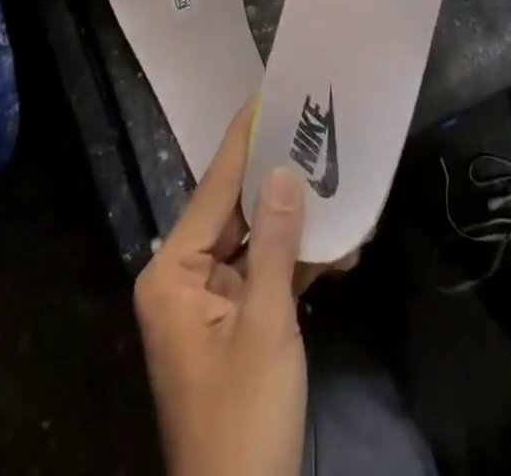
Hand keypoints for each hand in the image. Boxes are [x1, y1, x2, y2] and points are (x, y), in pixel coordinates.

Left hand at [134, 100, 307, 475]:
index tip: (266, 95)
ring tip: (332, 174)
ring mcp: (210, 302)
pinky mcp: (236, 324)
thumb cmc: (243, 415)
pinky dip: (297, 261)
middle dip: (276, 176)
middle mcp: (185, 277)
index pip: (213, 188)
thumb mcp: (264, 326)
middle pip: (234, 211)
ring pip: (254, 241)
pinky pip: (264, 275)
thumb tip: (284, 171)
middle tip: (310, 129)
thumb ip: (273, 244)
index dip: (243, 140)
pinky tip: (337, 242)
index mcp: (173, 272)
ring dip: (295, 221)